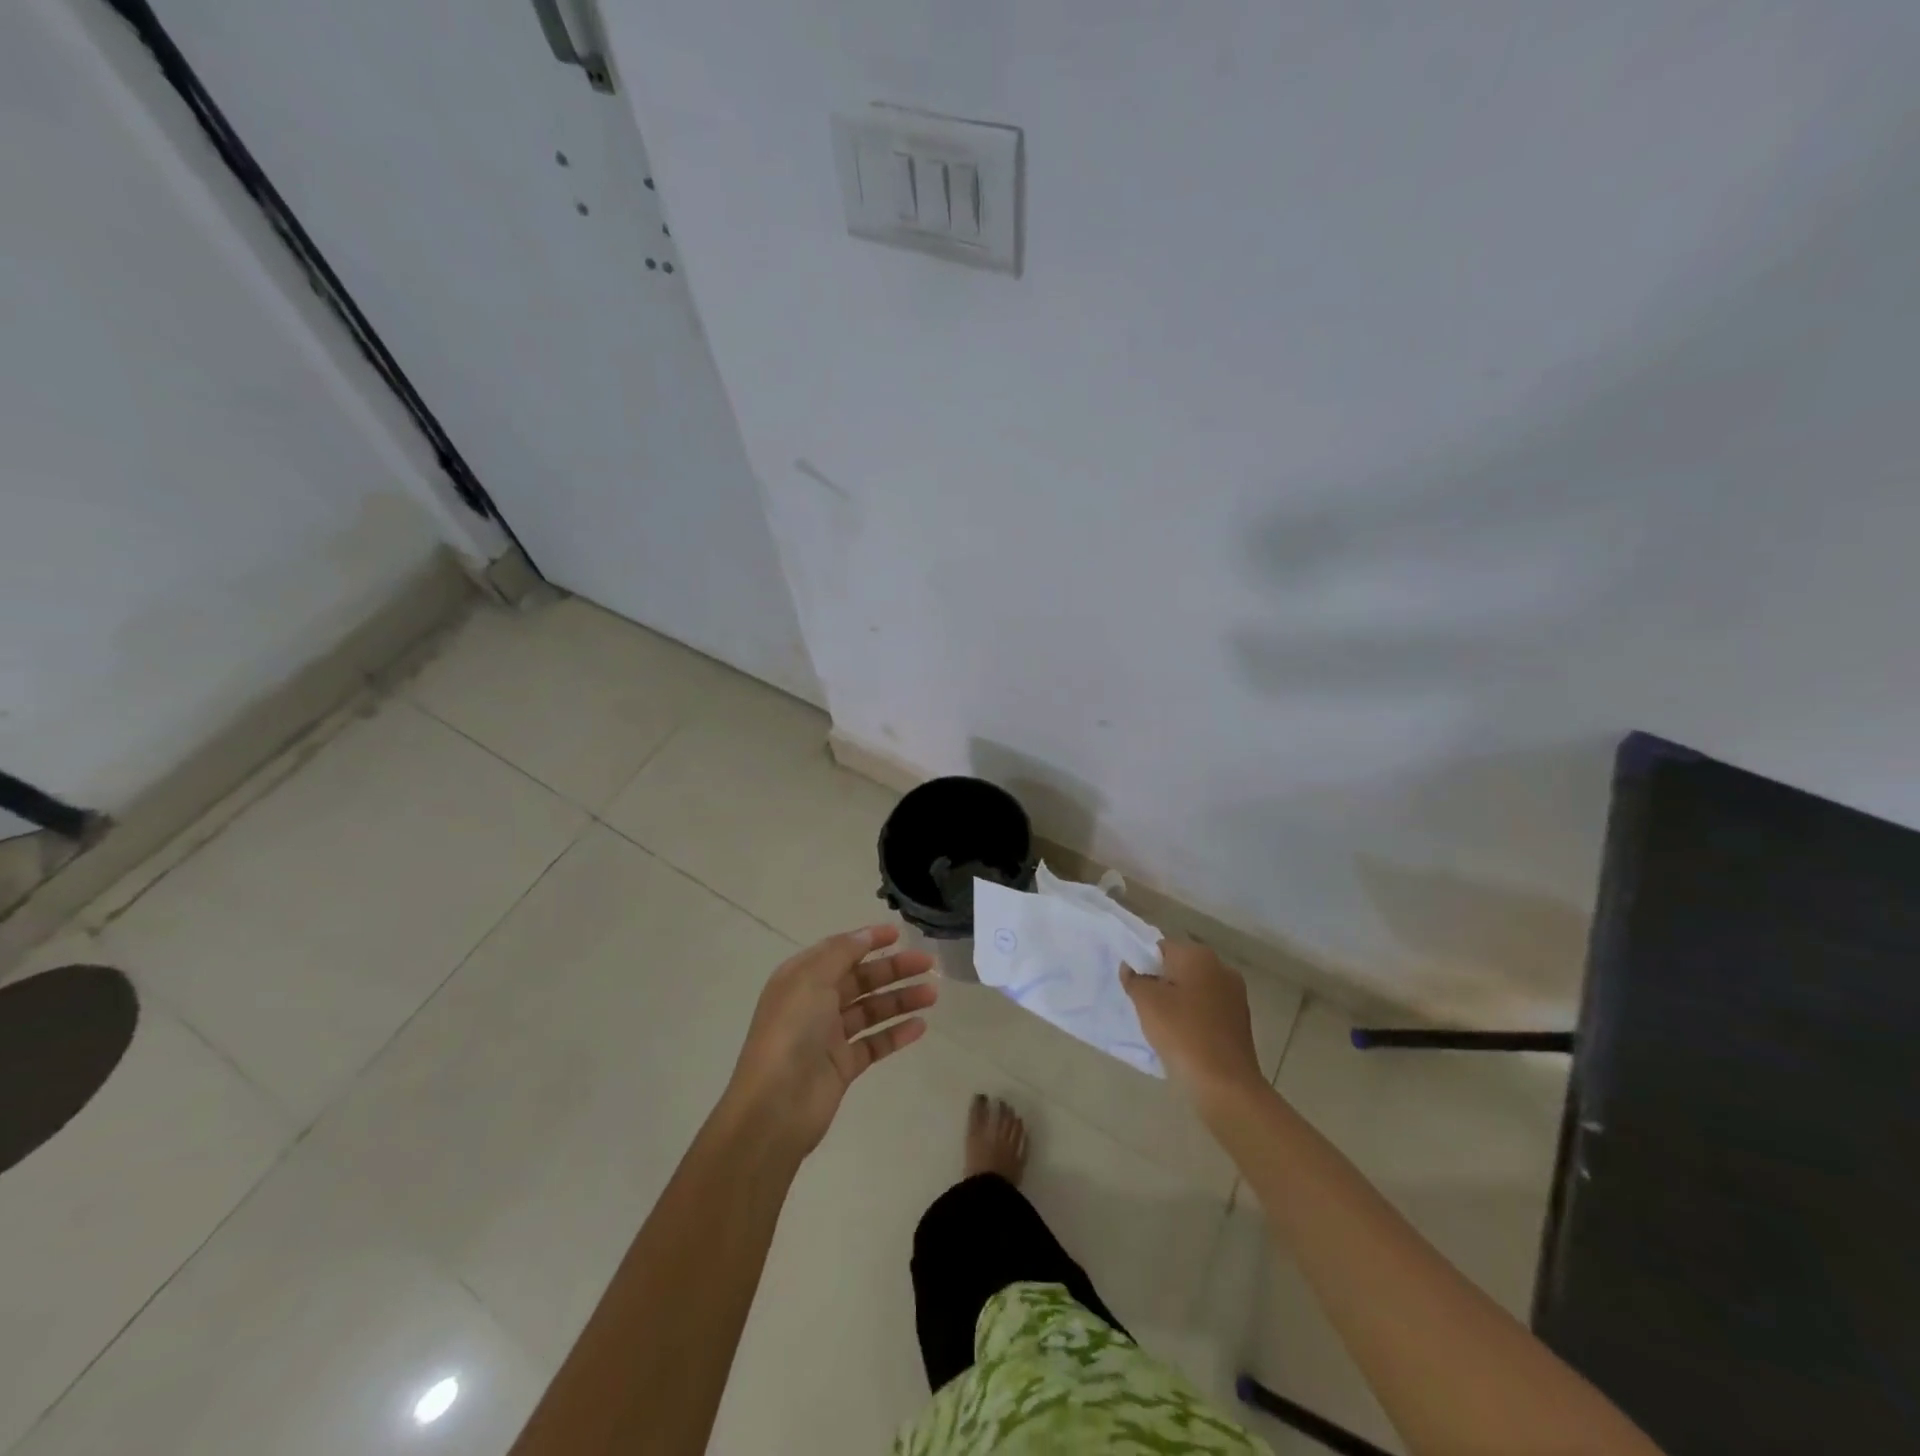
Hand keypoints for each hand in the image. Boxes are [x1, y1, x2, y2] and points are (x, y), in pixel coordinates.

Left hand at [723, 924, 936, 1156]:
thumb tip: (866, 934)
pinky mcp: (843, 1066)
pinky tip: (920, 1026)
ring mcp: (829, 1036)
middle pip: (860, 979)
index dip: (868, 940)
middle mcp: (814, 1003)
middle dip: (893, 969)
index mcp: (801, 978)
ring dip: (901, 999)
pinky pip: (874, 1043)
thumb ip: (842, 952)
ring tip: (932, 994)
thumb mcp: (812, 979)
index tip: (899, 933)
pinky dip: (896, 1034)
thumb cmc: (791, 1032)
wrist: (775, 1106)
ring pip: (871, 1010)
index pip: (840, 951)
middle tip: (928, 964)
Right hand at [1122, 940, 1266, 1110]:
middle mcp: (1221, 967)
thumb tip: (1132, 968)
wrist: (1225, 1084)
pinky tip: (1183, 1038)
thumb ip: (1134, 978)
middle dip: (1162, 982)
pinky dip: (1194, 1017)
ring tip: (1163, 1026)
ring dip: (1178, 1001)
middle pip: (1180, 966)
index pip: (1162, 947)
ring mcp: (1235, 994)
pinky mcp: (1241, 1020)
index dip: (1143, 964)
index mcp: (1199, 955)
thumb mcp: (1146, 1002)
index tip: (1135, 988)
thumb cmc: (1182, 1033)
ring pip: (1195, 989)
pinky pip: (1208, 1009)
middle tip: (1145, 1007)